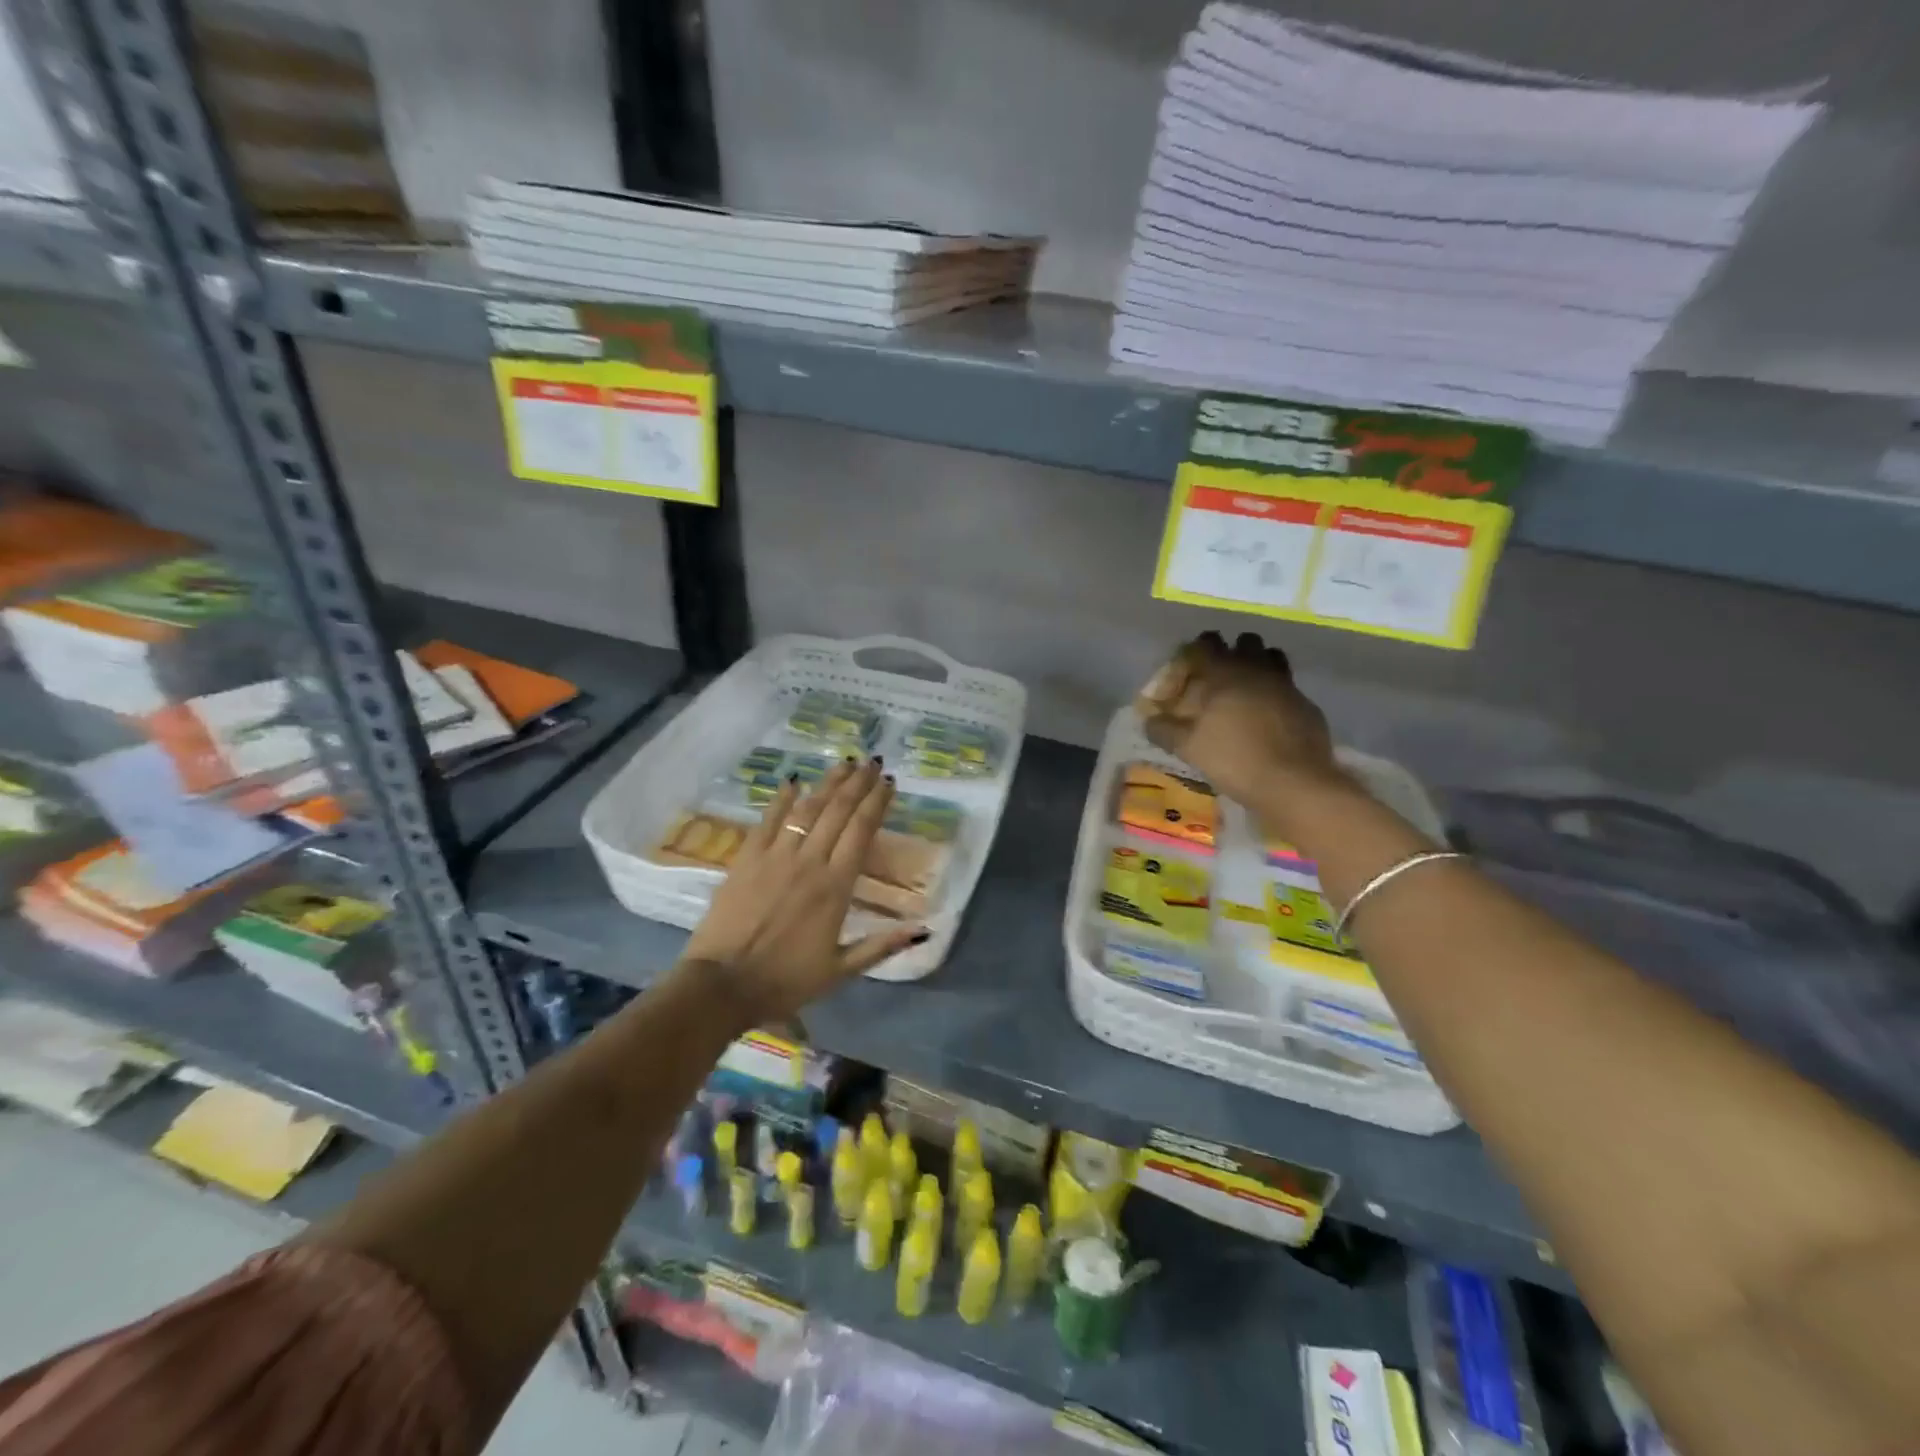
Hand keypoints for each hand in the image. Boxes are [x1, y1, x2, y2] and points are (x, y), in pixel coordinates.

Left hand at [681, 757, 927, 1027]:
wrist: (722, 985)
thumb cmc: (785, 980)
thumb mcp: (841, 971)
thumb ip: (882, 946)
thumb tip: (924, 930)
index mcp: (836, 887)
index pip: (861, 832)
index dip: (877, 803)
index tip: (888, 782)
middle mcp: (809, 862)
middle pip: (838, 812)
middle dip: (858, 784)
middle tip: (871, 761)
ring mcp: (775, 856)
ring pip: (807, 809)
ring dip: (828, 784)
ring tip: (844, 764)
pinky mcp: (746, 859)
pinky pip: (768, 820)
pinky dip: (782, 799)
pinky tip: (793, 781)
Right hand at [1136, 631, 1341, 814]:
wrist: (1293, 782)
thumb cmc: (1234, 759)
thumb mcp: (1188, 748)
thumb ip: (1164, 730)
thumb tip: (1148, 720)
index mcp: (1224, 674)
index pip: (1206, 643)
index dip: (1194, 651)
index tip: (1186, 670)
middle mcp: (1257, 669)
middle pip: (1245, 642)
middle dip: (1230, 653)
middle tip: (1217, 678)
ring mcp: (1286, 684)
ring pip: (1271, 657)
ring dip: (1257, 666)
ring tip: (1245, 691)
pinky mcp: (1306, 704)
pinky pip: (1288, 686)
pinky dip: (1276, 693)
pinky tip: (1269, 717)